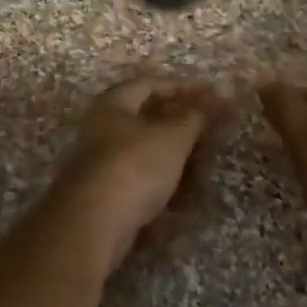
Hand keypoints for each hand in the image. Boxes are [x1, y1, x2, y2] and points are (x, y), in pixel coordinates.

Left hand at [44, 75, 231, 274]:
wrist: (95, 222)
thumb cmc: (135, 165)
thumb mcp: (173, 136)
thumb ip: (194, 117)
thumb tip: (211, 99)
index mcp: (113, 104)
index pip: (150, 84)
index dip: (181, 86)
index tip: (210, 95)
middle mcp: (102, 128)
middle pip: (146, 119)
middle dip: (181, 125)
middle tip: (210, 132)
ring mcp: (101, 163)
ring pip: (146, 153)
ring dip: (175, 158)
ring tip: (203, 166)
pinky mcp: (105, 194)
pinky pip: (141, 181)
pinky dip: (164, 184)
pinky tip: (186, 197)